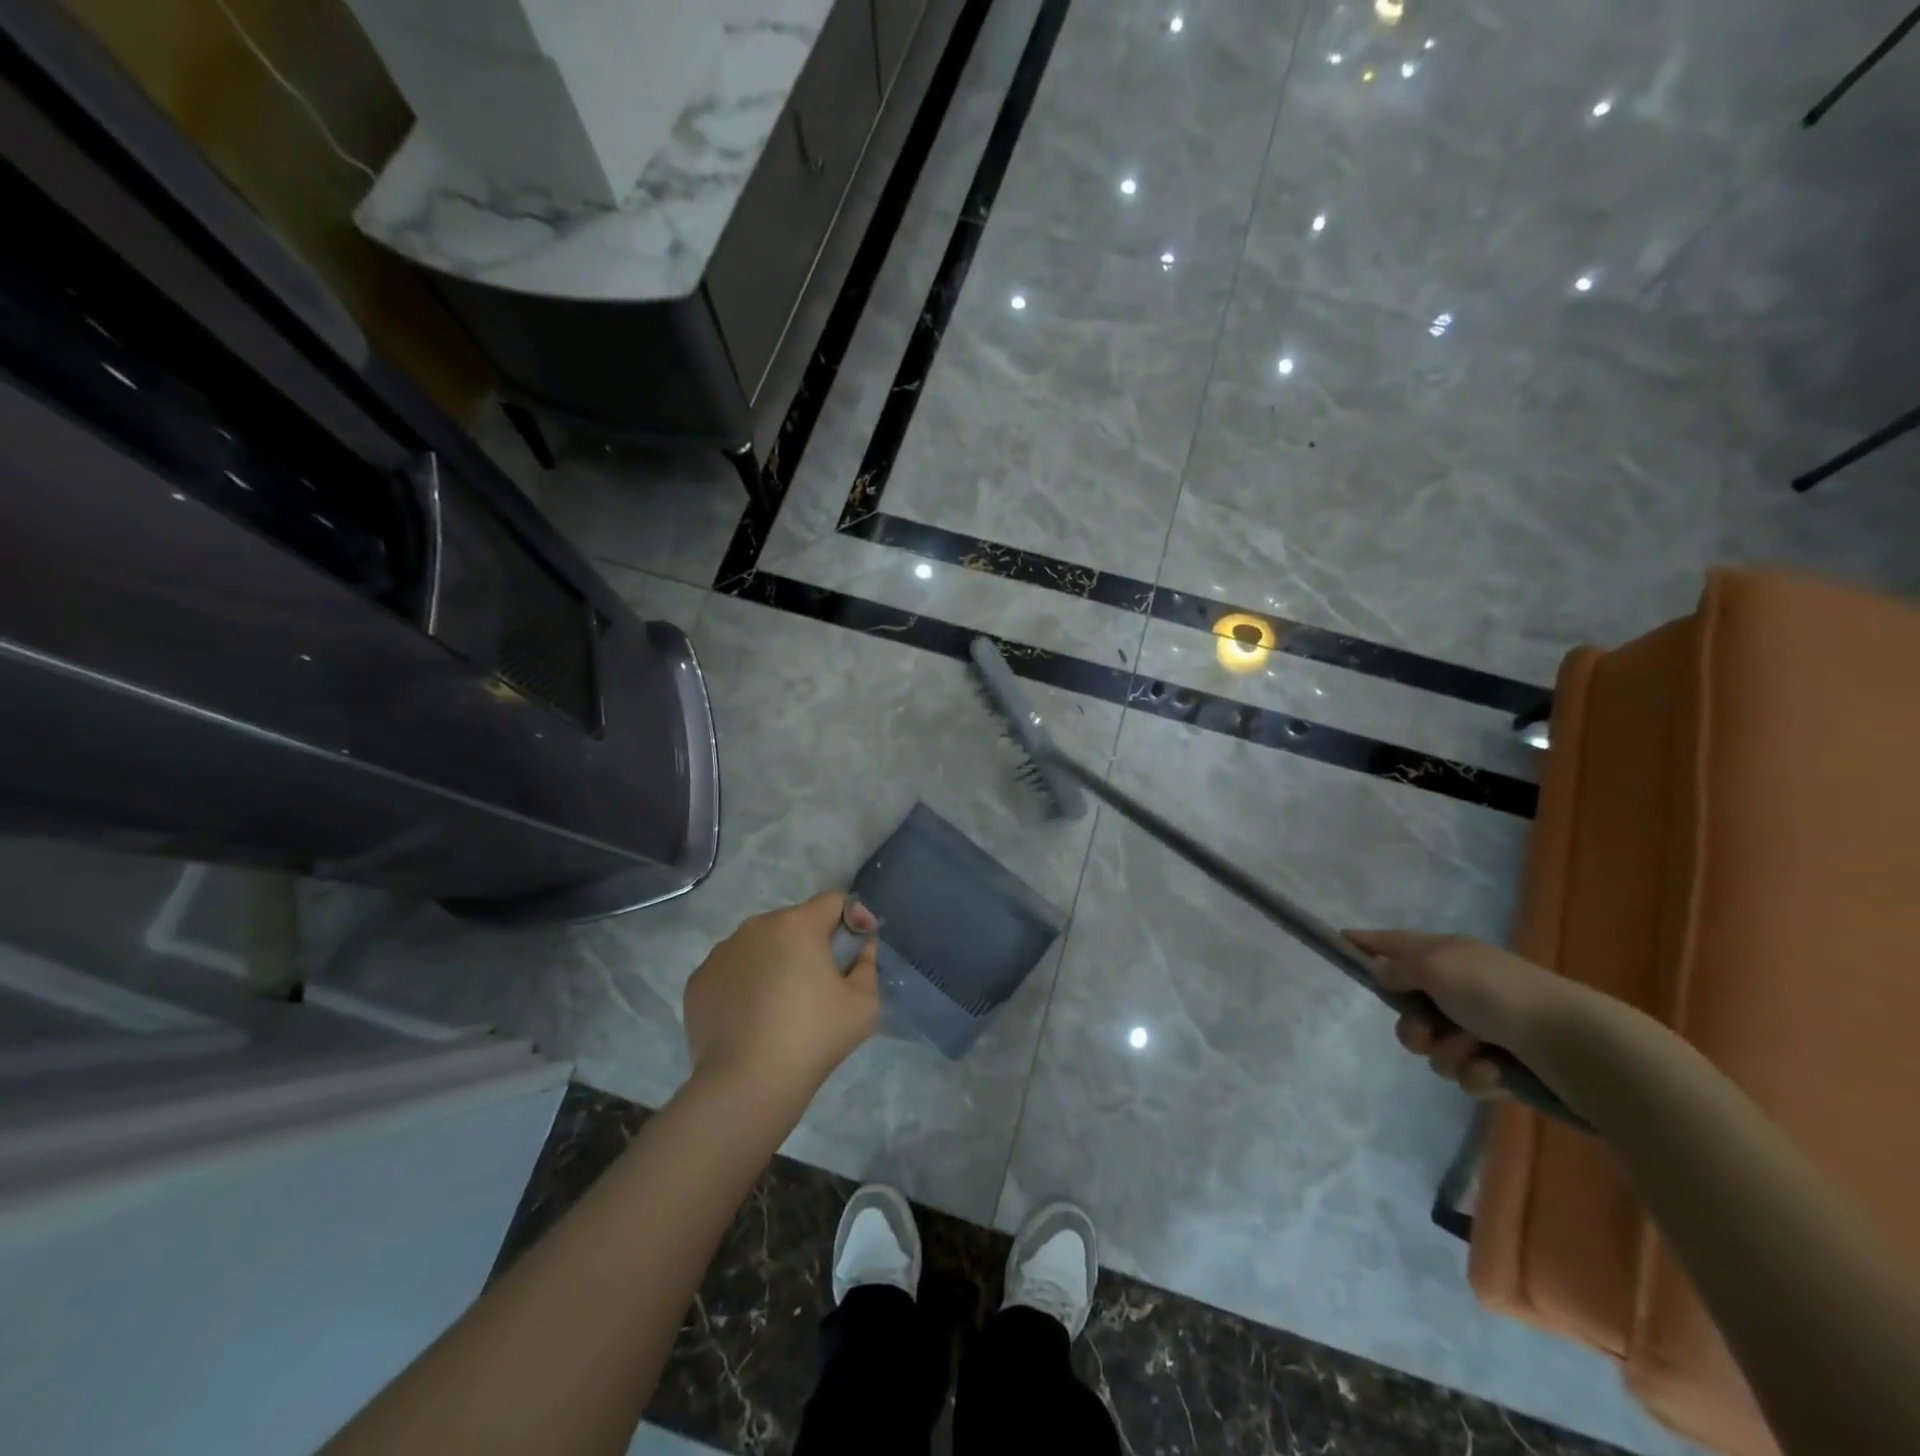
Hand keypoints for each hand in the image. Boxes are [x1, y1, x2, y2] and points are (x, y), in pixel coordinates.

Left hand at [683, 893, 880, 1103]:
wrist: (747, 1084)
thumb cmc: (813, 1038)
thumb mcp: (865, 1004)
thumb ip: (868, 965)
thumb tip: (860, 948)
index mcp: (797, 924)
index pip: (834, 901)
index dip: (852, 919)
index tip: (856, 949)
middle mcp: (756, 926)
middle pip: (795, 922)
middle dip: (812, 943)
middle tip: (821, 982)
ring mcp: (722, 952)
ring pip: (760, 944)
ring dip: (776, 960)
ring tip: (782, 1003)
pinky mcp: (699, 979)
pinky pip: (733, 969)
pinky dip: (746, 982)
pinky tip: (752, 1017)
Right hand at [1345, 930, 1597, 1098]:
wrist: (1575, 1043)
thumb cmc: (1496, 993)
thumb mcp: (1435, 966)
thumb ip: (1398, 967)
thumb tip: (1383, 972)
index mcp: (1445, 955)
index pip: (1392, 942)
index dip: (1364, 943)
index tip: (1338, 943)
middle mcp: (1461, 986)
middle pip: (1408, 1008)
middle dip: (1412, 1028)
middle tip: (1425, 1035)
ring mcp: (1483, 1026)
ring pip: (1435, 1046)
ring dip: (1447, 1054)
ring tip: (1474, 1054)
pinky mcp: (1503, 1062)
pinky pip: (1466, 1073)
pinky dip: (1476, 1074)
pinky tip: (1495, 1073)